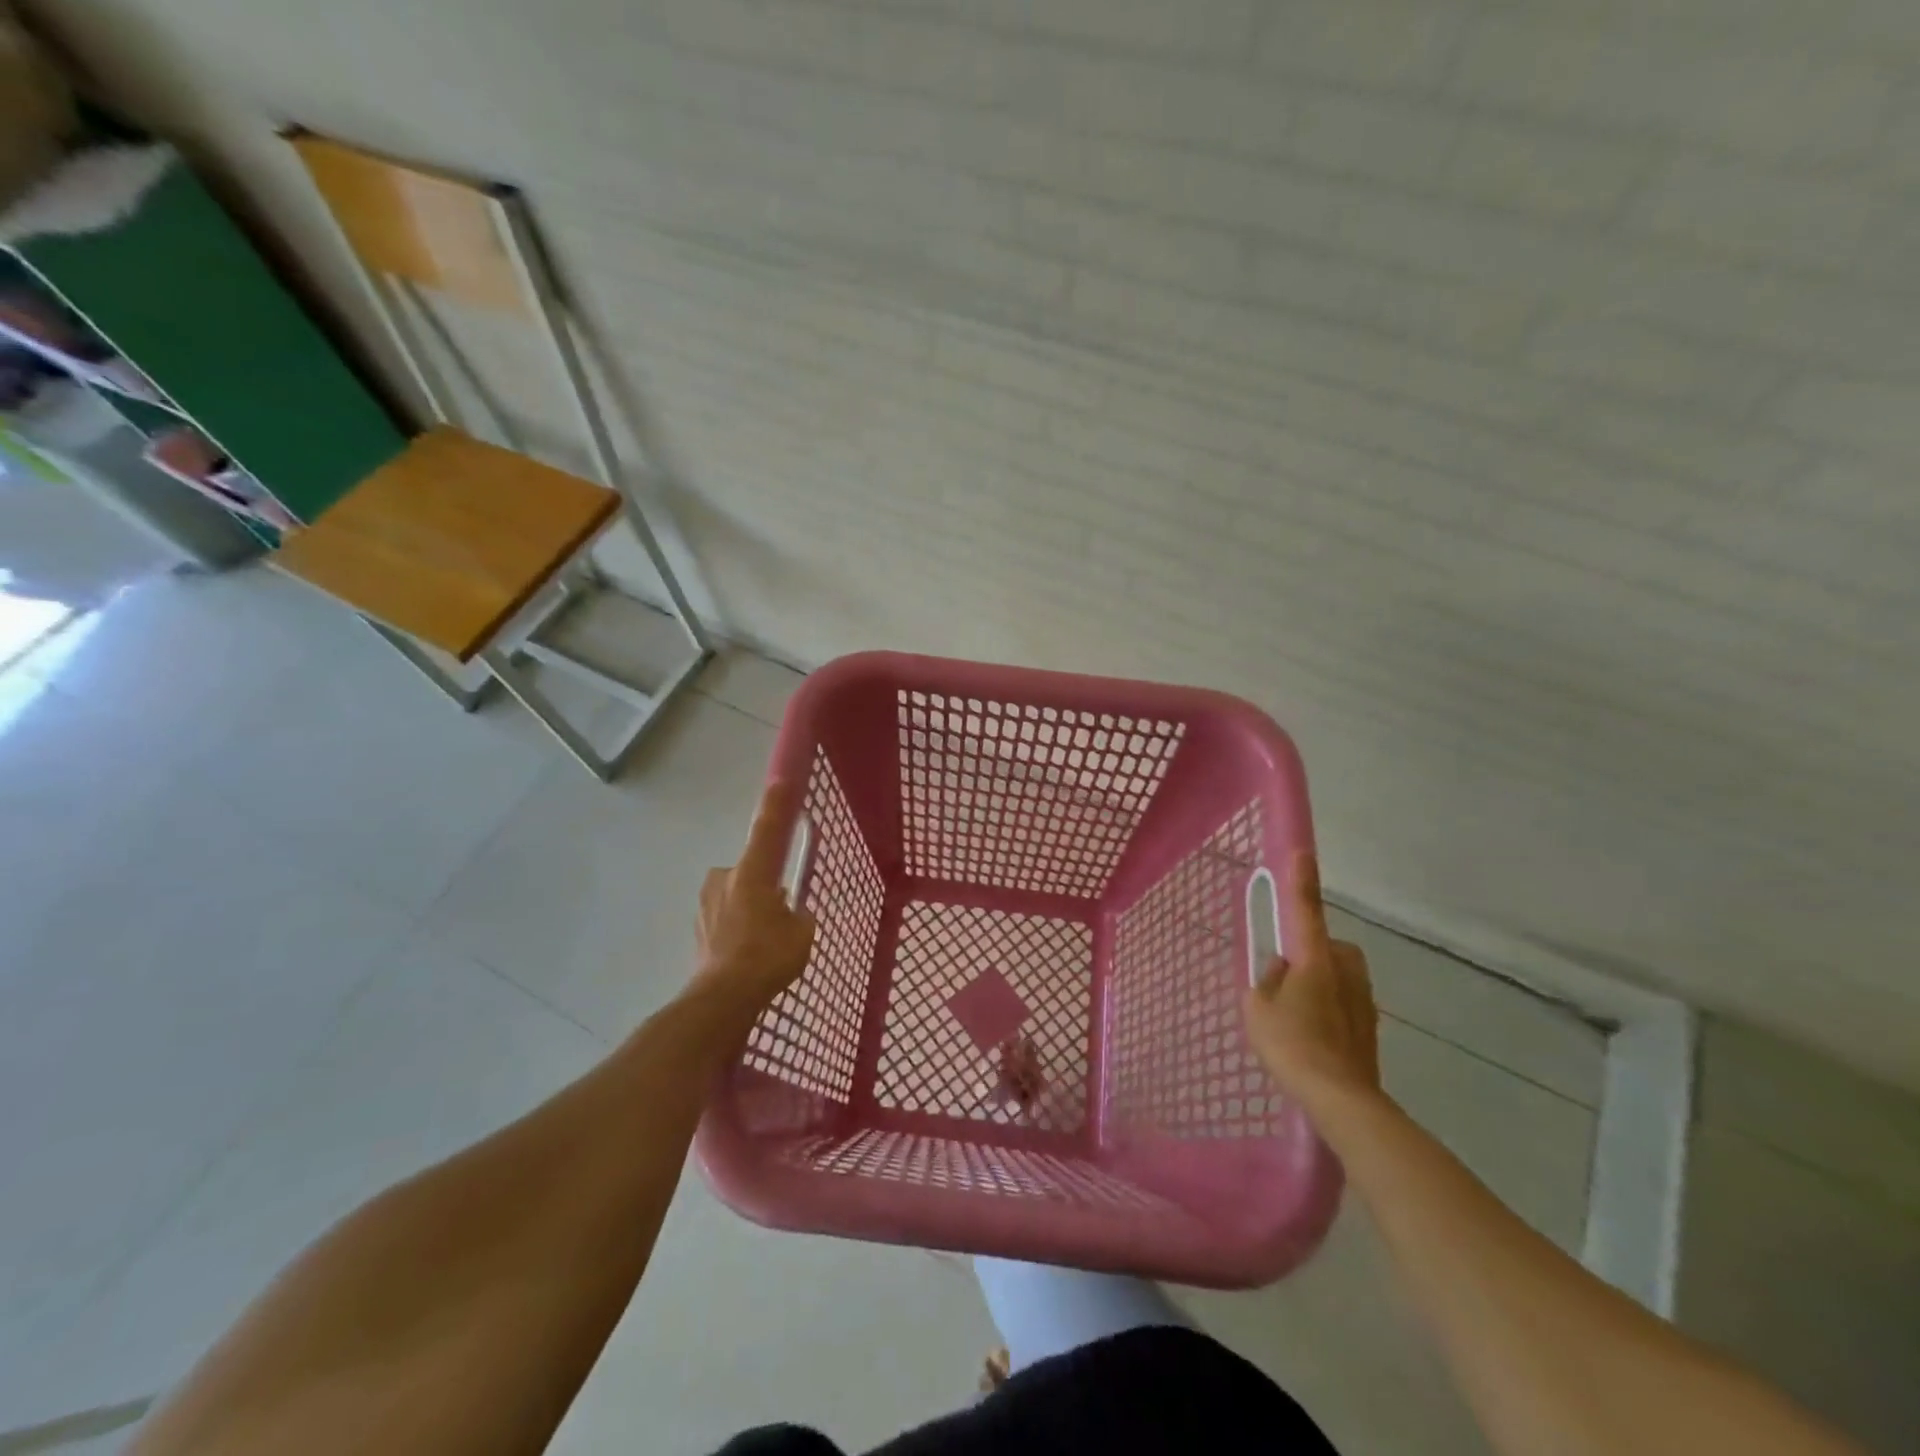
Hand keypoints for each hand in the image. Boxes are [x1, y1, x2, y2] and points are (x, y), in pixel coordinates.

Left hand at [694, 780, 815, 1011]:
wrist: (722, 998)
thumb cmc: (768, 957)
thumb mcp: (802, 933)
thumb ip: (799, 915)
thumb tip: (792, 913)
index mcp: (752, 873)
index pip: (767, 830)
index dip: (776, 805)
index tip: (781, 780)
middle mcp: (725, 879)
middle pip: (751, 869)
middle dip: (764, 884)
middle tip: (781, 910)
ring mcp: (707, 904)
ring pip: (736, 894)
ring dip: (749, 907)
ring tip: (764, 940)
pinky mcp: (698, 927)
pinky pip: (725, 916)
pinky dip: (737, 927)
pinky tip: (747, 952)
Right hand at [1244, 851, 1382, 1114]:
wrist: (1342, 1100)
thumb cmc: (1292, 1045)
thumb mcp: (1259, 1008)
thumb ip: (1267, 980)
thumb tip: (1282, 969)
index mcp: (1315, 959)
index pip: (1305, 910)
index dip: (1302, 880)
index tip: (1303, 851)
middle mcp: (1345, 971)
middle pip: (1328, 947)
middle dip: (1312, 952)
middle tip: (1285, 977)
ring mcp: (1363, 1000)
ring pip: (1339, 976)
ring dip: (1321, 983)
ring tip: (1296, 1015)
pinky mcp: (1370, 1027)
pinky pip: (1345, 1002)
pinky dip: (1330, 1009)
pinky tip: (1312, 1038)